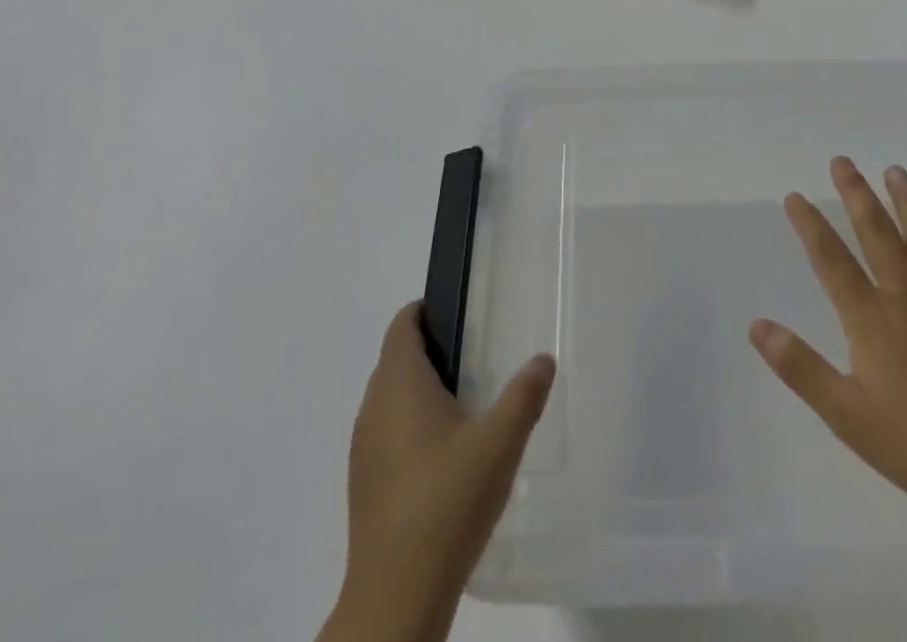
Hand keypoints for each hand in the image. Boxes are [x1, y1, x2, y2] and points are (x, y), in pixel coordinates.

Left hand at [324, 302, 553, 641]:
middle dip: (430, 350)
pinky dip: (409, 426)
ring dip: (418, 391)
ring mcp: (363, 447)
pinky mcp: (363, 483)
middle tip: (474, 357)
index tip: (459, 315)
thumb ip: (525, 394)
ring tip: (463, 404)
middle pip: (396, 358)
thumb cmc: (448, 501)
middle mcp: (373, 406)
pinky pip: (385, 433)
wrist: (397, 594)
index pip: (402, 325)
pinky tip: (442, 456)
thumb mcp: (500, 442)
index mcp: (399, 382)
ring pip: (389, 398)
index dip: (425, 311)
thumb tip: (543, 359)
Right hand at [750, 156, 906, 532]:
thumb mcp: (846, 415)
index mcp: (873, 319)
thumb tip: (757, 325)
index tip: (795, 197)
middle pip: (878, 236)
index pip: (832, 261)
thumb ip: (800, 367)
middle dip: (856, 195)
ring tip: (895, 171)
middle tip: (842, 161)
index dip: (810, 226)